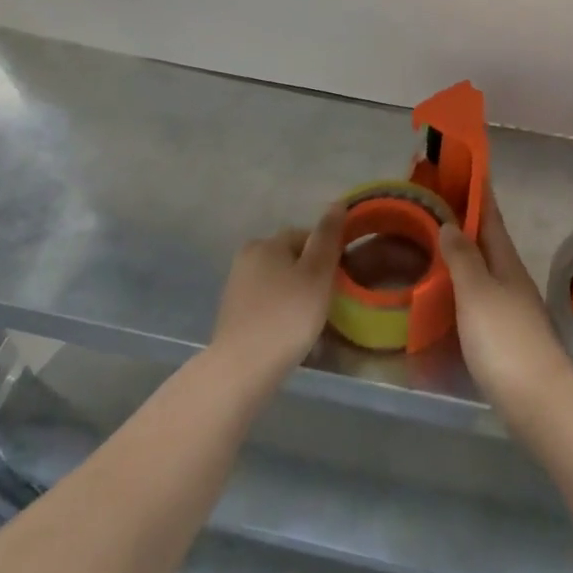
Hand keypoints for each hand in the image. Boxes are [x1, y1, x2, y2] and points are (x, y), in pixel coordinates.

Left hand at [209, 206, 345, 381]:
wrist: (242, 369)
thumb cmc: (287, 315)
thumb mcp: (317, 273)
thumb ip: (328, 237)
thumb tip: (337, 203)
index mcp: (266, 243)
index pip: (306, 236)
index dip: (326, 255)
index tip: (338, 280)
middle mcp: (247, 257)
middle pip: (291, 258)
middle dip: (310, 275)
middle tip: (327, 302)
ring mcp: (236, 287)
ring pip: (279, 282)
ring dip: (296, 295)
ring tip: (311, 321)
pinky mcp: (233, 315)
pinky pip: (267, 303)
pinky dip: (280, 312)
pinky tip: (289, 333)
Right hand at [438, 188, 572, 422]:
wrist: (538, 400)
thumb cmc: (504, 339)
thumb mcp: (477, 293)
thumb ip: (463, 259)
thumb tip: (451, 223)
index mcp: (506, 262)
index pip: (490, 217)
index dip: (478, 193)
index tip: (465, 168)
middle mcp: (511, 278)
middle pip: (488, 241)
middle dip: (467, 220)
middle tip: (436, 204)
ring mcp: (511, 306)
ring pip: (484, 267)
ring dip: (464, 251)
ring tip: (436, 242)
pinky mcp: (505, 334)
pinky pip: (480, 294)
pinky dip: (464, 282)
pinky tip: (448, 290)